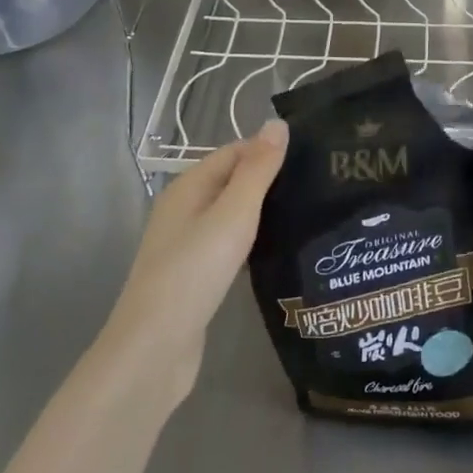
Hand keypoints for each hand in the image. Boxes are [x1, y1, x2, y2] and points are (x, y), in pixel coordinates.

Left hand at [102, 120, 287, 403]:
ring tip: (308, 212)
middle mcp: (184, 210)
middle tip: (318, 184)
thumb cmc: (194, 272)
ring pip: (232, 214)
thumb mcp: (233, 214)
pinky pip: (229, 244)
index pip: (234, 152)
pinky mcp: (195, 276)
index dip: (269, 150)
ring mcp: (187, 245)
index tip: (313, 156)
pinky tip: (279, 249)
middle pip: (232, 181)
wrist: (154, 350)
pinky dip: (253, 240)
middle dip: (270, 180)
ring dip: (263, 211)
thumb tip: (277, 123)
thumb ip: (257, 170)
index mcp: (188, 187)